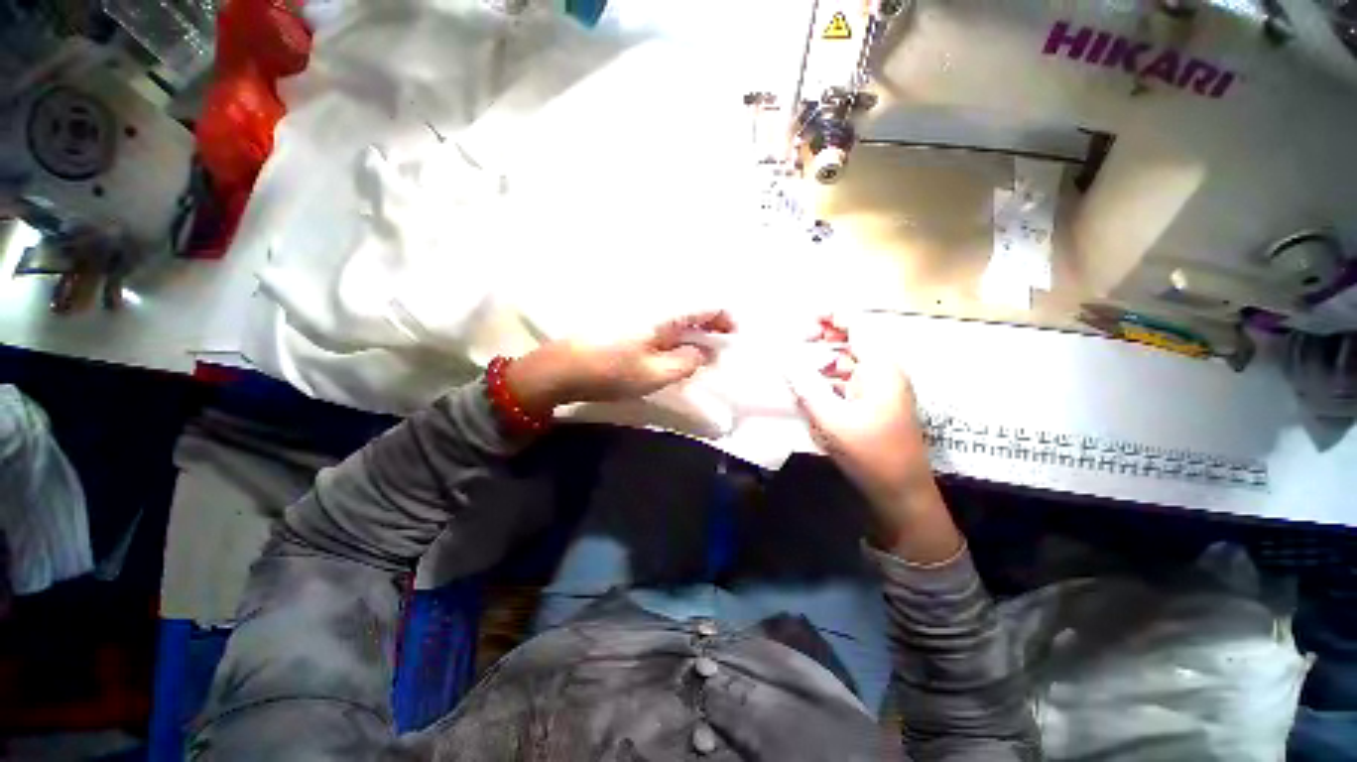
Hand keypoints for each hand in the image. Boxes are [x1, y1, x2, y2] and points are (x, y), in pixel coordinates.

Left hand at [507, 310, 735, 412]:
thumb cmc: (610, 371)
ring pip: (675, 313)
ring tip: (697, 350)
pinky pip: (659, 320)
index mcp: (663, 314)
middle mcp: (652, 304)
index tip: (733, 336)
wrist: (560, 368)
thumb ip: (686, 361)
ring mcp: (636, 310)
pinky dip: (673, 332)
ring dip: (692, 328)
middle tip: (717, 348)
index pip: (705, 304)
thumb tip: (705, 352)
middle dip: (710, 324)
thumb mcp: (654, 374)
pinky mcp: (624, 320)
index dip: (724, 318)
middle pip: (691, 306)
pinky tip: (671, 347)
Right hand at [789, 318, 960, 562]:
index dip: (830, 316)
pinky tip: (810, 388)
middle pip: (851, 342)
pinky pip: (848, 383)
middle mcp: (883, 372)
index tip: (801, 317)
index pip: (857, 326)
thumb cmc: (870, 452)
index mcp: (880, 367)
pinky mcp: (873, 405)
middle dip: (821, 339)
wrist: (901, 493)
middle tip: (792, 343)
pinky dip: (828, 380)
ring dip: (822, 361)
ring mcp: (880, 389)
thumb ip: (804, 384)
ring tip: (795, 365)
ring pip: (847, 364)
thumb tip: (783, 356)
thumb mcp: (831, 417)